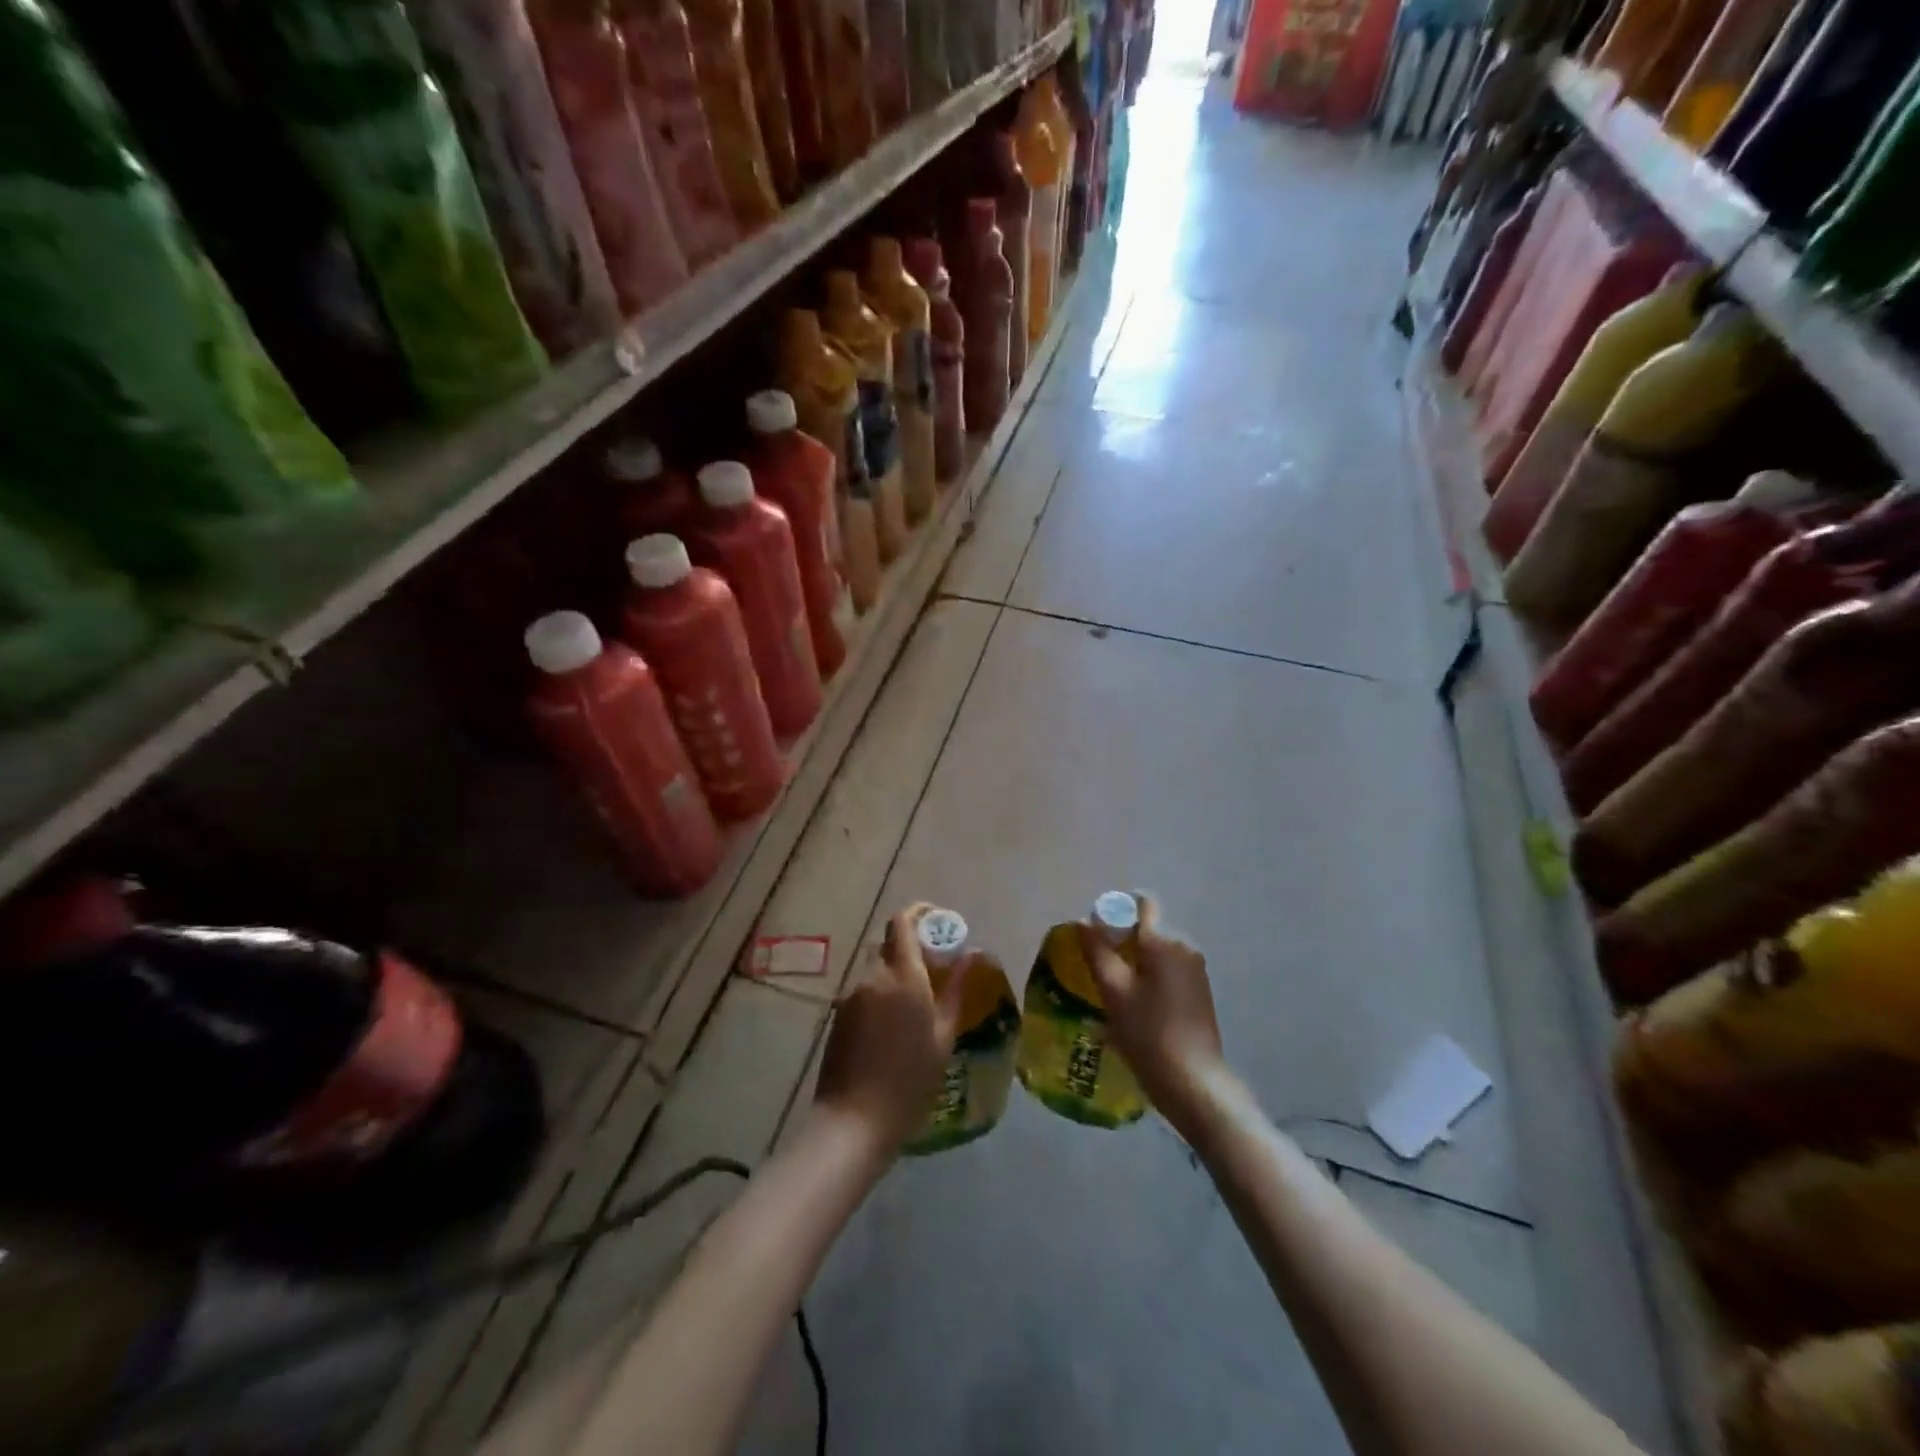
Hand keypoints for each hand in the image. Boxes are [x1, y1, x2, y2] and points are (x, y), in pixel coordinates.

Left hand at [813, 904, 967, 1155]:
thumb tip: (972, 955)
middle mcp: (872, 976)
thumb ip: (955, 990)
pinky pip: (864, 991)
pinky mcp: (838, 1015)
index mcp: (902, 976)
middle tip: (934, 972)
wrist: (853, 1122)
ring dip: (895, 974)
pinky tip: (893, 1028)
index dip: (920, 913)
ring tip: (916, 1006)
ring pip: (875, 969)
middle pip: (889, 944)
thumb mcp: (943, 1037)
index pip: (902, 922)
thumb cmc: (909, 1081)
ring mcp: (850, 995)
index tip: (938, 923)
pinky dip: (880, 994)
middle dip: (911, 948)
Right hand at [1080, 893, 1227, 1134]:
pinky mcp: (1199, 993)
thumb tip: (1085, 920)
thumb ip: (1097, 951)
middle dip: (1121, 941)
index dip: (1116, 911)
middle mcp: (1184, 947)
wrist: (1194, 1084)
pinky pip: (1168, 971)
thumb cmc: (1148, 1033)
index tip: (1096, 935)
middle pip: (1147, 929)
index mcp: (1164, 941)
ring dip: (1134, 963)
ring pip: (1156, 952)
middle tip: (1098, 970)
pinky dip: (1149, 979)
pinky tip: (1136, 1008)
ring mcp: (1195, 971)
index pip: (1141, 904)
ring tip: (1113, 993)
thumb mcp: (1114, 991)